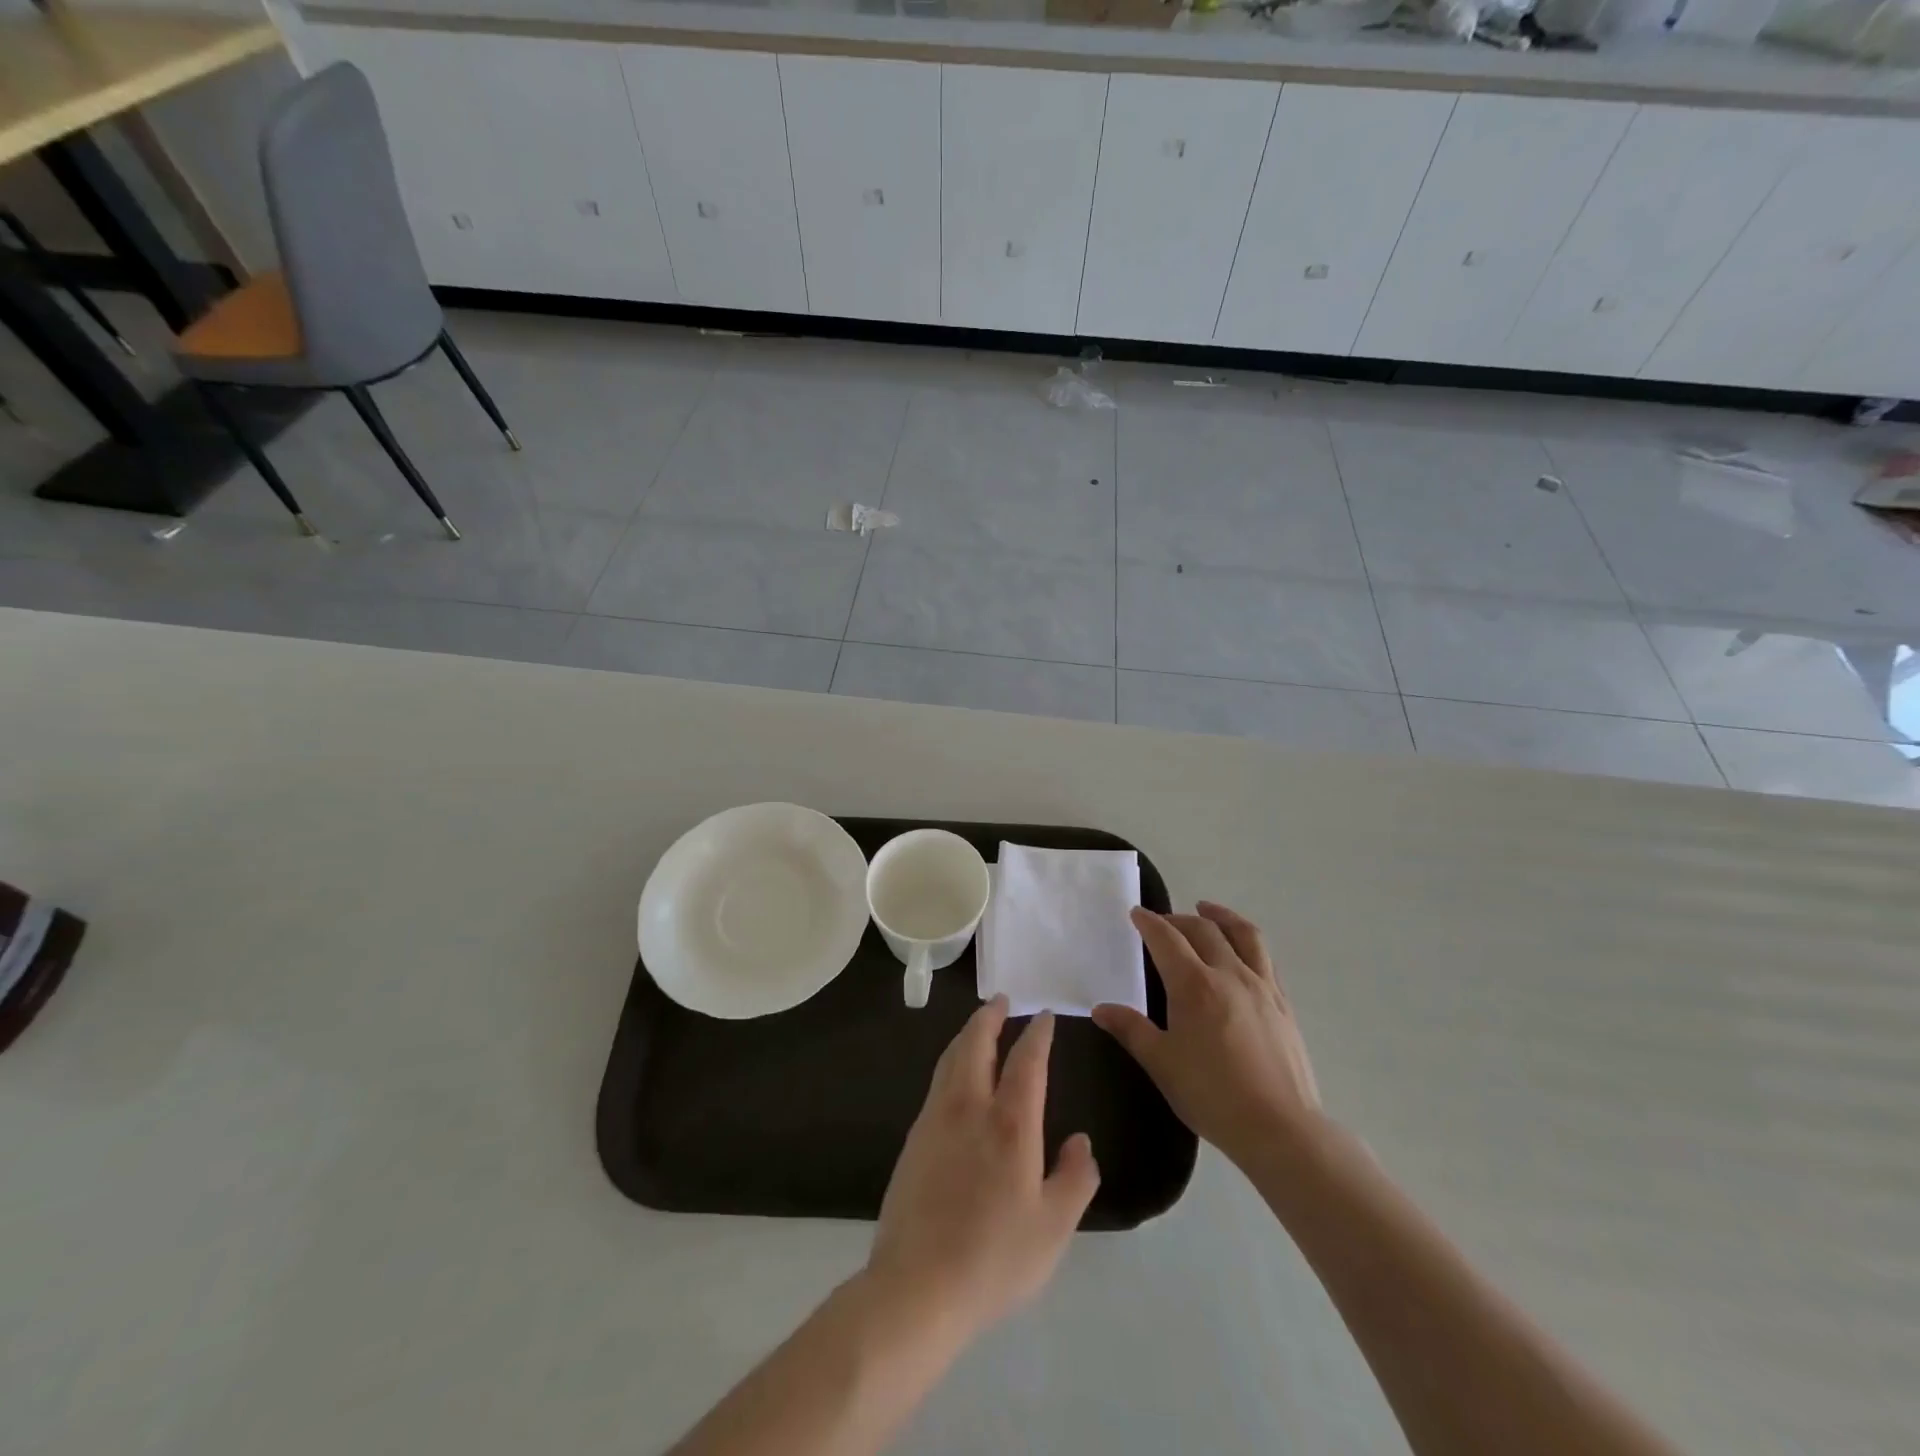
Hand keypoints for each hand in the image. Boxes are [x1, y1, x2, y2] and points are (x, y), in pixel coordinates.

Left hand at [866, 997, 1099, 1345]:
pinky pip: (936, 1081)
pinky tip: (955, 1076)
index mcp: (1010, 1123)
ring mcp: (935, 1119)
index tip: (1044, 1016)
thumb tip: (1081, 1142)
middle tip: (1000, 1000)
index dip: (1037, 1034)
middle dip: (990, 1017)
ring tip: (978, 1026)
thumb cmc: (994, 1257)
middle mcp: (970, 1107)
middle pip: (976, 1044)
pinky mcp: (914, 1138)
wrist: (917, 1284)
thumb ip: (1075, 1179)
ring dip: (967, 1035)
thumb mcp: (1053, 1228)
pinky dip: (950, 1061)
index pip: (1026, 1061)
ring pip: (951, 1058)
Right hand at [1094, 902, 1320, 1168]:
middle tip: (1163, 921)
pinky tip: (1242, 952)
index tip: (1136, 914)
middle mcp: (1229, 973)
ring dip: (1221, 916)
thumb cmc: (1211, 1094)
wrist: (1280, 1128)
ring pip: (1243, 934)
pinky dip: (1247, 941)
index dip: (1149, 922)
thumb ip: (1131, 1030)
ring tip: (1208, 910)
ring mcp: (1261, 986)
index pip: (1167, 938)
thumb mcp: (1161, 1063)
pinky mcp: (1283, 1003)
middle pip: (1203, 929)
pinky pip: (1265, 957)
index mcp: (1194, 984)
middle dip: (1179, 918)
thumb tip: (1101, 1008)